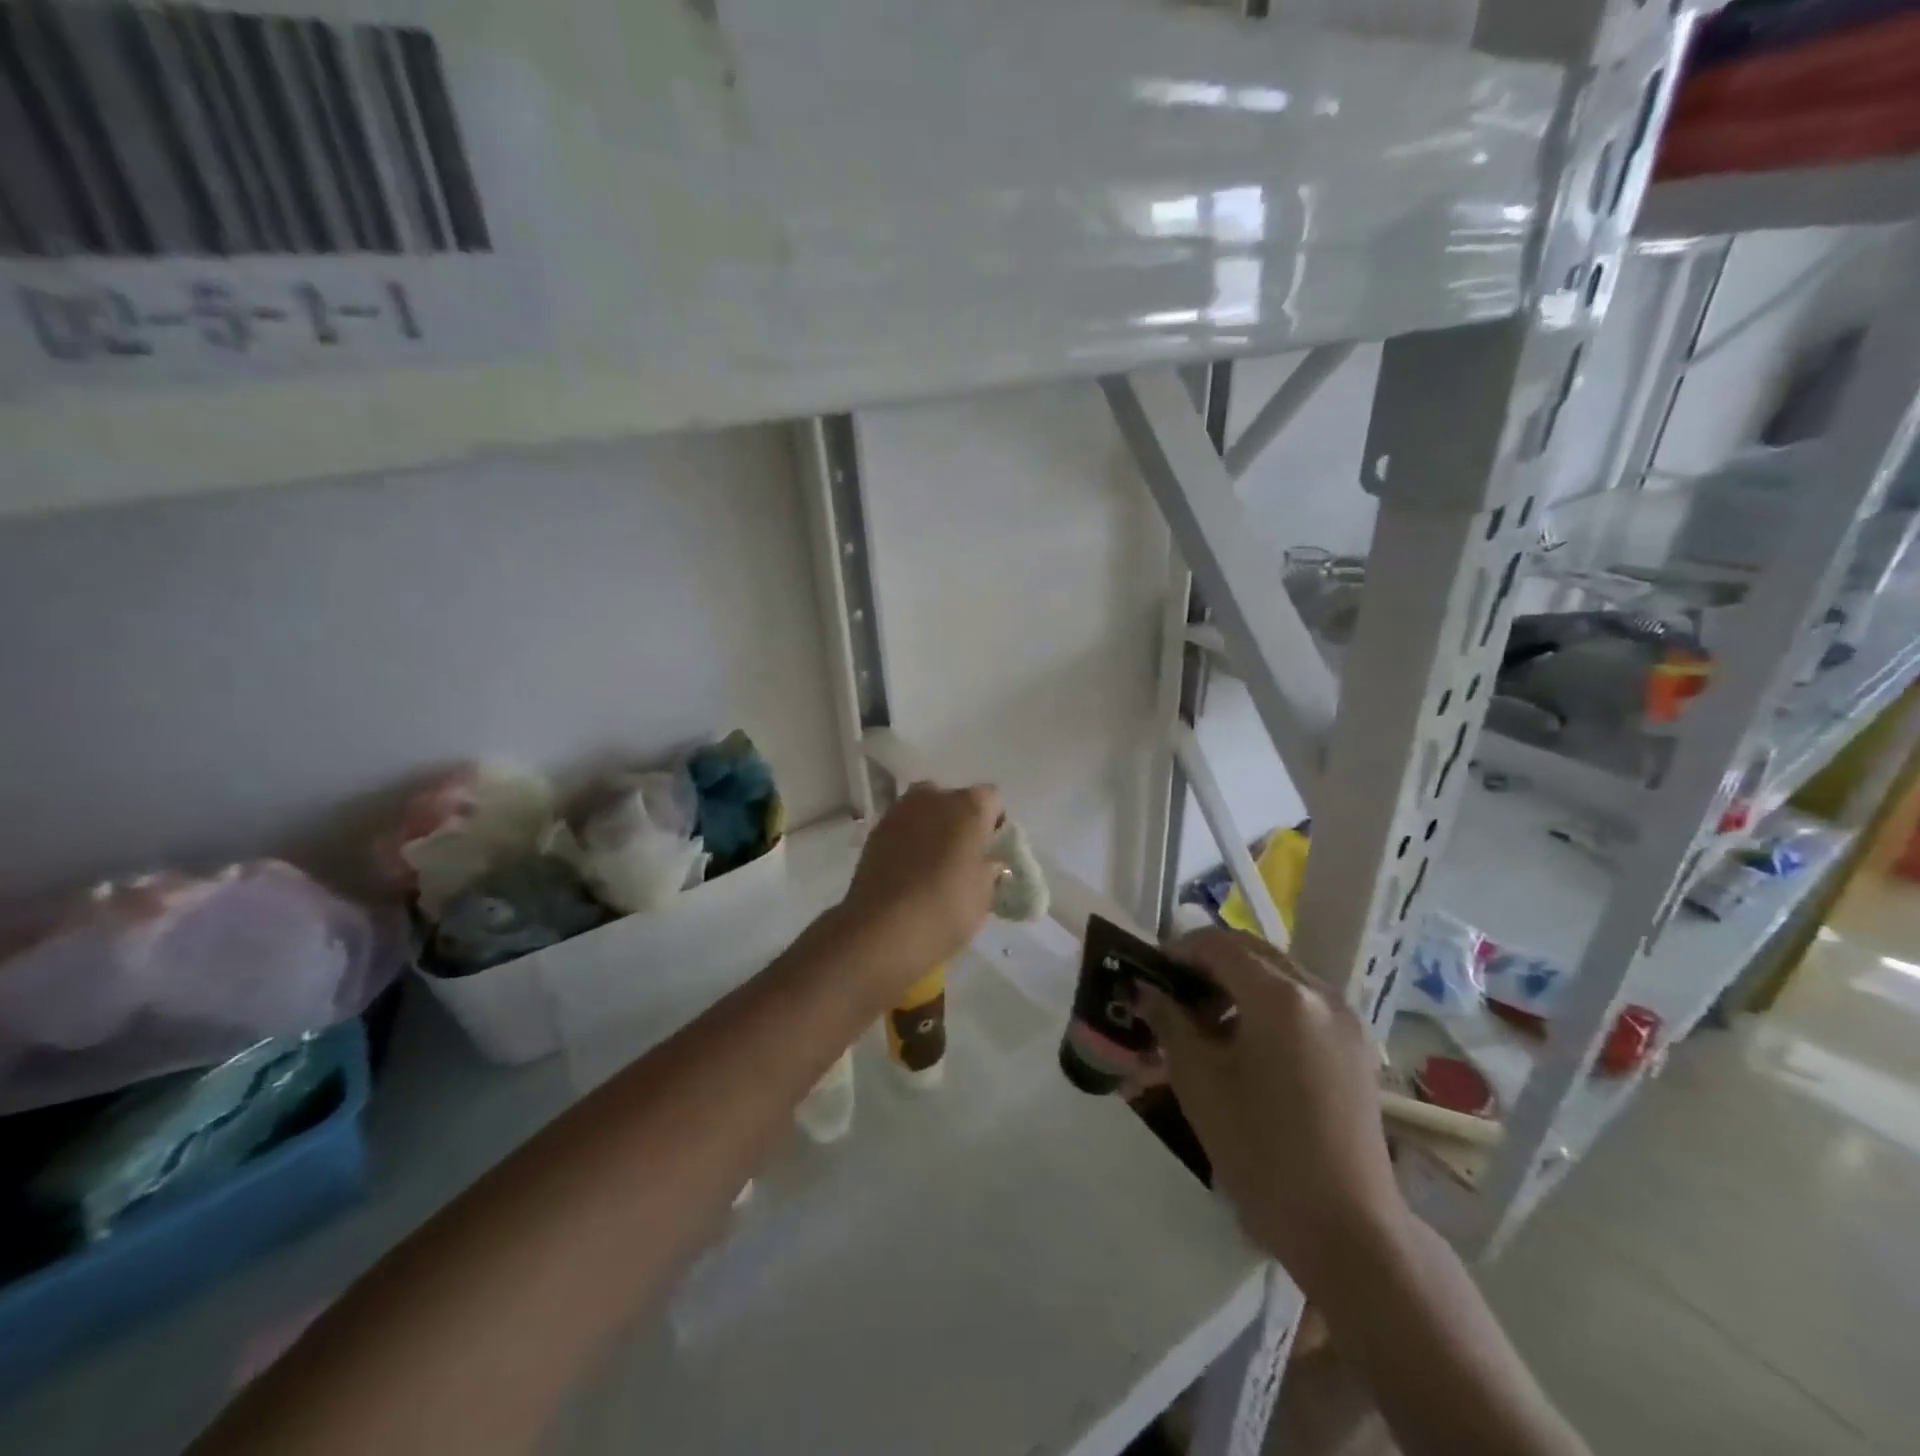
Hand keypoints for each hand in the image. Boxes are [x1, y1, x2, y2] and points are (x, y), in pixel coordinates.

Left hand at [838, 782, 1004, 990]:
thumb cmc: (946, 908)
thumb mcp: (985, 893)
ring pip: (925, 811)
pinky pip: (902, 828)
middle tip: (963, 857)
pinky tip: (909, 871)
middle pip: (954, 801)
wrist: (883, 929)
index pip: (992, 800)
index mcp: (969, 806)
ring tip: (933, 864)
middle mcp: (934, 797)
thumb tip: (986, 862)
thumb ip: (989, 868)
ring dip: (932, 829)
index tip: (992, 850)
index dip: (994, 823)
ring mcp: (900, 811)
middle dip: (960, 822)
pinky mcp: (875, 831)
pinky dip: (908, 841)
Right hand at [1136, 929, 1405, 1289]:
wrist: (1345, 1227)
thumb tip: (1143, 989)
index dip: (1178, 951)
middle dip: (1208, 963)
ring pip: (1279, 975)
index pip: (1219, 945)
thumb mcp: (1198, 1079)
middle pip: (1253, 951)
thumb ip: (1168, 1021)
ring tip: (1206, 1024)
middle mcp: (1318, 992)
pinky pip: (1302, 1003)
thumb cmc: (1260, 1149)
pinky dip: (1267, 1005)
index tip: (1150, 974)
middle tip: (1174, 995)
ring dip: (1238, 983)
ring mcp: (1343, 1019)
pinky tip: (1246, 1046)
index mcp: (1280, 994)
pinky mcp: (1354, 1046)